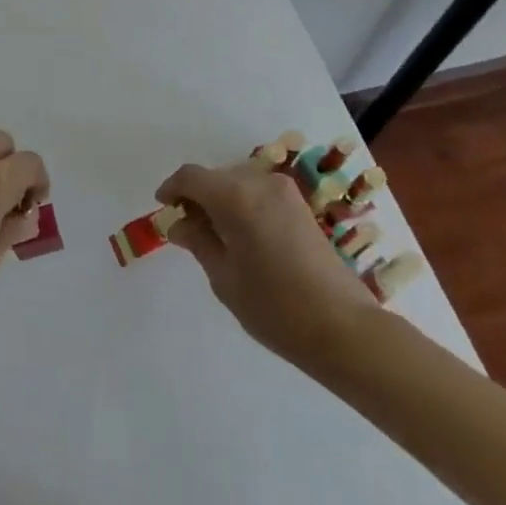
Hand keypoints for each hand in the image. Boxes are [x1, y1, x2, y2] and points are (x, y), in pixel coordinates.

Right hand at [156, 159, 377, 364]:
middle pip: (215, 177)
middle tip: (186, 228)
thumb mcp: (224, 277)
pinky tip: (241, 236)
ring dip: (220, 200)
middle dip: (197, 196)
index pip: (191, 177)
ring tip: (214, 235)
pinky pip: (259, 192)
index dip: (172, 188)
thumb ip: (197, 241)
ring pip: (238, 182)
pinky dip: (242, 204)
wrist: (343, 327)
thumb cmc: (275, 306)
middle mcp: (259, 182)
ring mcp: (284, 192)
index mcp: (235, 196)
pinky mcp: (300, 206)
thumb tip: (177, 222)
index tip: (162, 208)